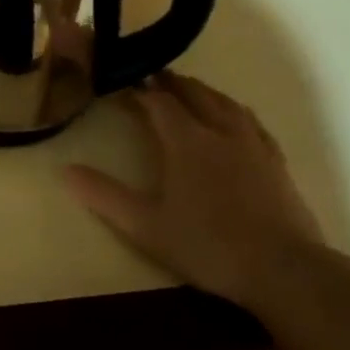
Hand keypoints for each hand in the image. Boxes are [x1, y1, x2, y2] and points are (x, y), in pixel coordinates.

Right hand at [64, 72, 325, 308]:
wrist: (284, 270)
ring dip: (201, 91)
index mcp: (186, 140)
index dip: (138, 89)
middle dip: (169, 82)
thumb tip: (65, 170)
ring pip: (223, 102)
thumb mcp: (146, 226)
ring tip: (188, 90)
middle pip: (192, 92)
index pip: (157, 101)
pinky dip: (232, 110)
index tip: (121, 85)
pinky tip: (233, 119)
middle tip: (151, 79)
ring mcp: (252, 143)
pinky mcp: (275, 160)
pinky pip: (250, 121)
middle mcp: (219, 130)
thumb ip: (105, 196)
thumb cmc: (209, 246)